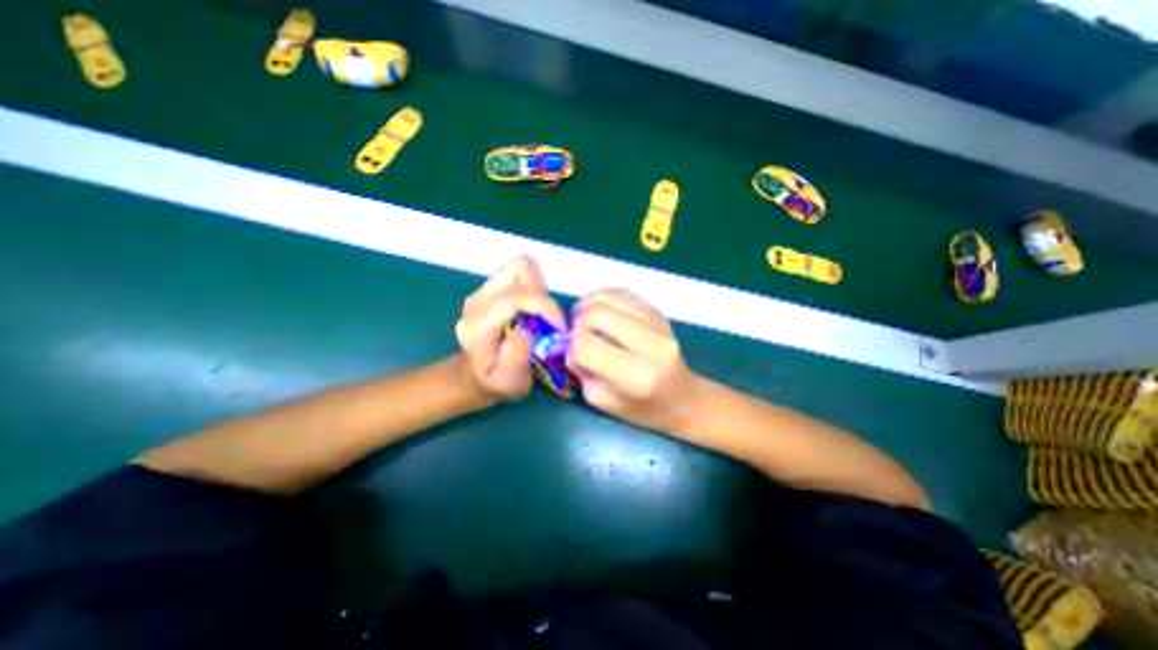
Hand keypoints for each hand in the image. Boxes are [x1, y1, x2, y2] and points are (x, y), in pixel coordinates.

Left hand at [456, 254, 569, 398]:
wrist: (477, 375)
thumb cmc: (497, 381)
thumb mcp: (510, 381)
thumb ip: (517, 356)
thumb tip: (530, 327)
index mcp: (478, 325)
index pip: (515, 297)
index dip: (545, 307)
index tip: (559, 327)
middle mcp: (477, 302)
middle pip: (518, 271)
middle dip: (542, 295)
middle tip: (549, 321)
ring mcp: (482, 291)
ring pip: (519, 267)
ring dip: (538, 287)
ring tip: (541, 314)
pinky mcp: (489, 288)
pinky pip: (518, 274)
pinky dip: (533, 286)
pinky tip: (532, 309)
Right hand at [568, 289, 699, 431]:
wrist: (684, 398)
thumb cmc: (642, 409)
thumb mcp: (602, 401)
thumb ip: (582, 370)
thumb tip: (571, 342)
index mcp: (636, 376)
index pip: (586, 346)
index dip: (573, 349)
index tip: (577, 357)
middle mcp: (650, 344)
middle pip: (596, 315)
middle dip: (578, 324)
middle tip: (580, 336)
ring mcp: (657, 323)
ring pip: (607, 297)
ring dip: (588, 307)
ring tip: (587, 322)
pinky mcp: (658, 312)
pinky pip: (621, 293)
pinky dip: (603, 299)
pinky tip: (601, 313)